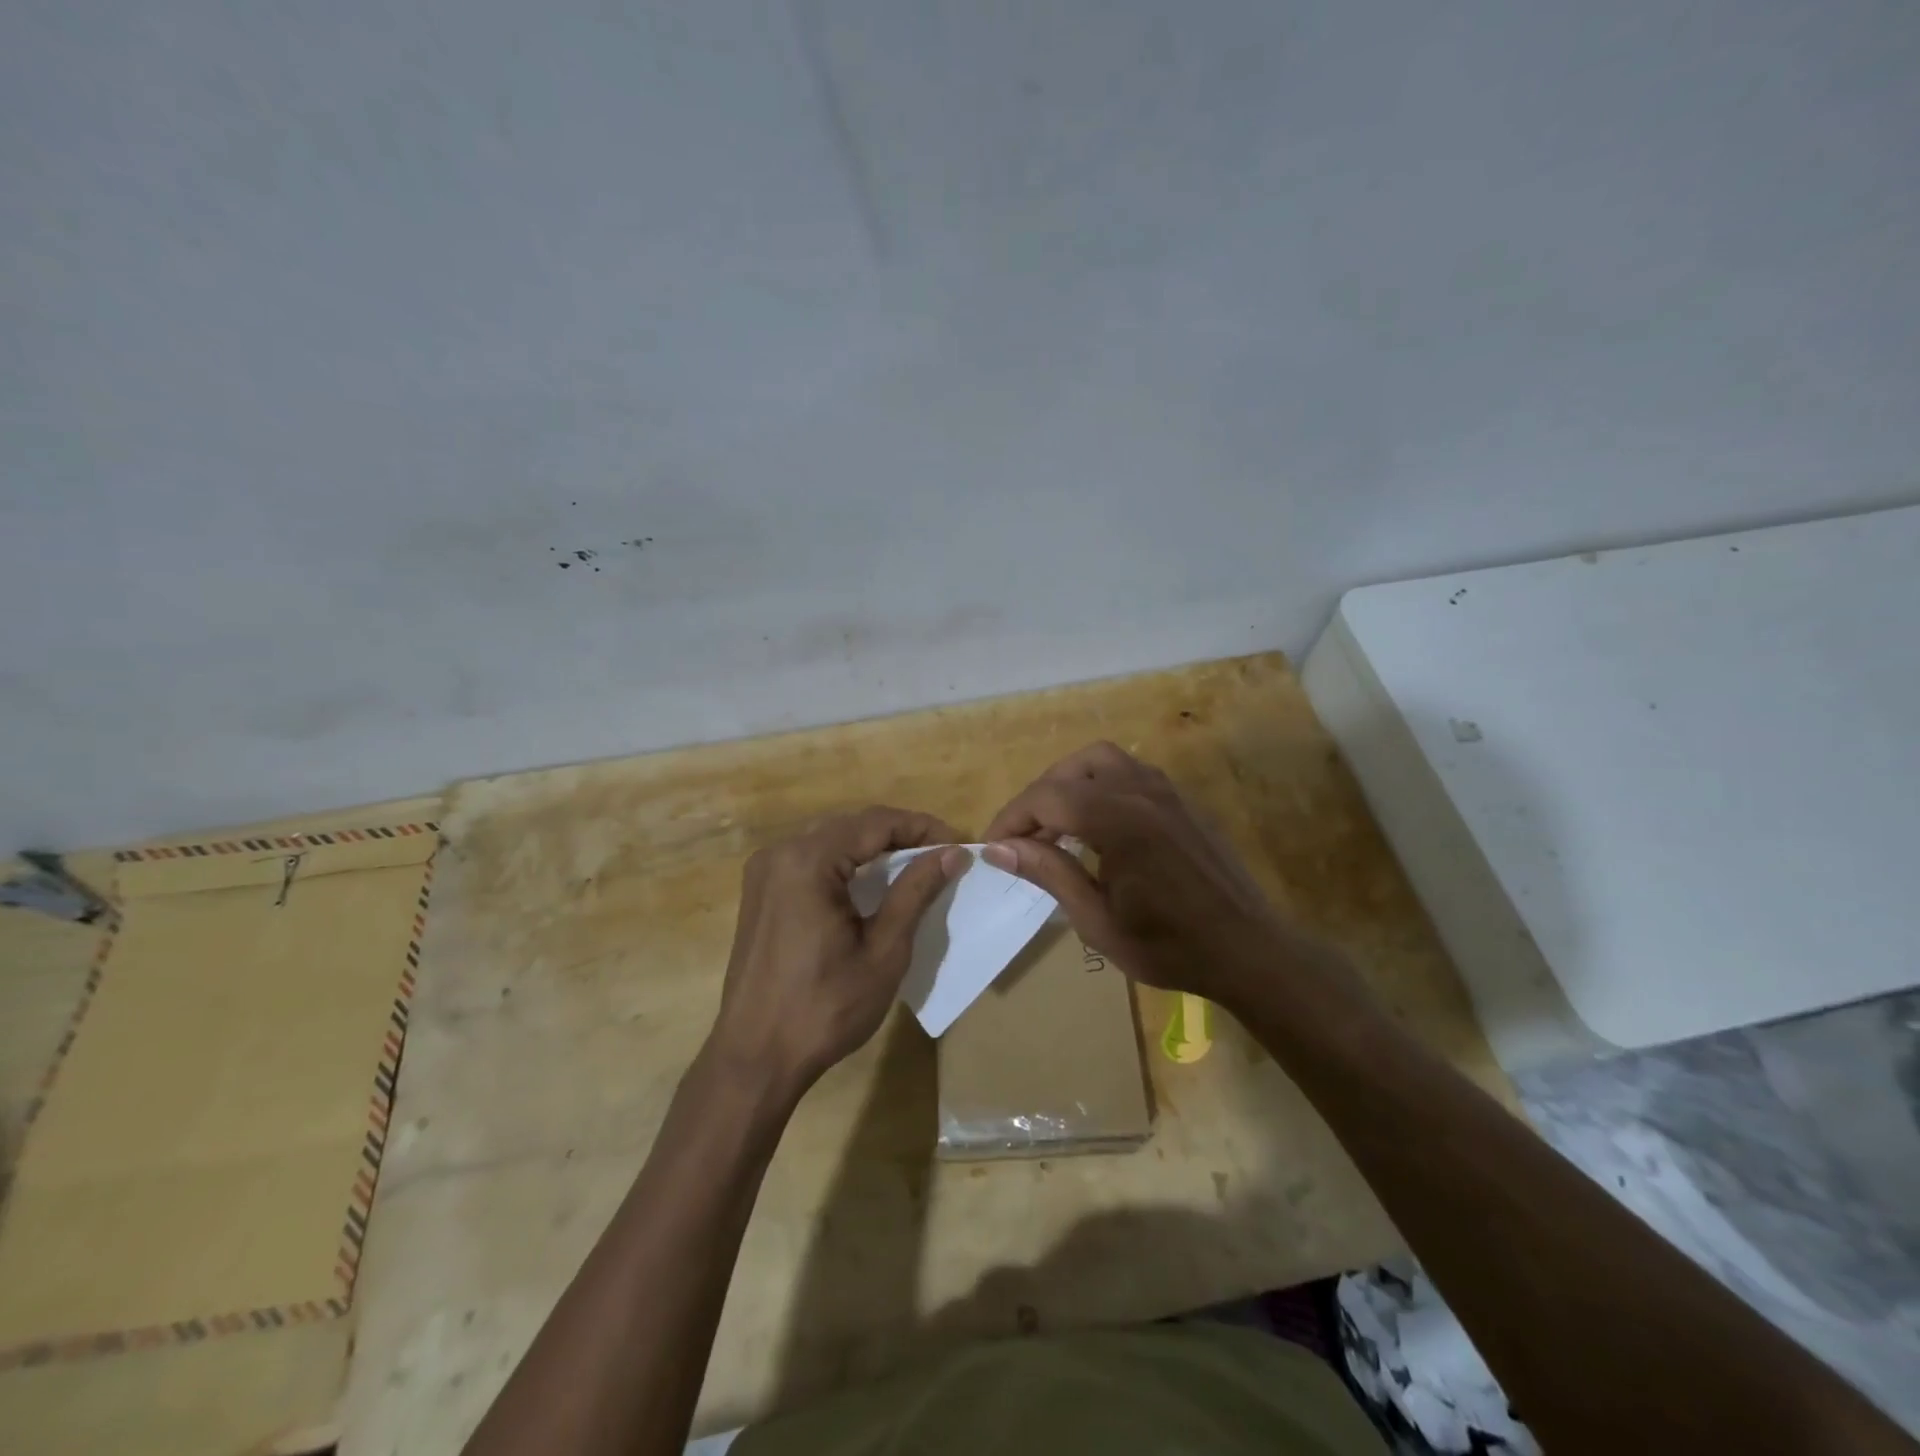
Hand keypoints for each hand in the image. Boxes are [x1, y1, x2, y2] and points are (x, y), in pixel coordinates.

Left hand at [708, 807, 967, 1094]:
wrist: (755, 1058)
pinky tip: (870, 883)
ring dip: (873, 847)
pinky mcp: (760, 891)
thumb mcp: (883, 951)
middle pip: (852, 825)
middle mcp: (780, 853)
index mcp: (808, 862)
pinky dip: (846, 863)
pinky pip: (811, 859)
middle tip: (941, 855)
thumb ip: (915, 892)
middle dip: (900, 834)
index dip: (922, 827)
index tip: (958, 844)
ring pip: (831, 839)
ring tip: (915, 865)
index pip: (876, 823)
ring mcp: (764, 871)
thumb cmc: (825, 1009)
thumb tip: (951, 852)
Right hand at [982, 742, 1347, 1013]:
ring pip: (1102, 759)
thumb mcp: (1097, 920)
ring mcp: (1166, 791)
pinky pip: (1130, 772)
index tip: (992, 847)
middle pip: (1071, 769)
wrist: (1248, 950)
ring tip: (1055, 824)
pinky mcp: (1181, 800)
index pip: (1047, 797)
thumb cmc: (1169, 946)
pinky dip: (1099, 784)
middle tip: (1023, 838)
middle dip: (1038, 798)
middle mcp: (1141, 791)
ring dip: (1069, 782)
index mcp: (1118, 821)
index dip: (1012, 818)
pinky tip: (1096, 824)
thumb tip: (997, 849)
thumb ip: (1048, 873)